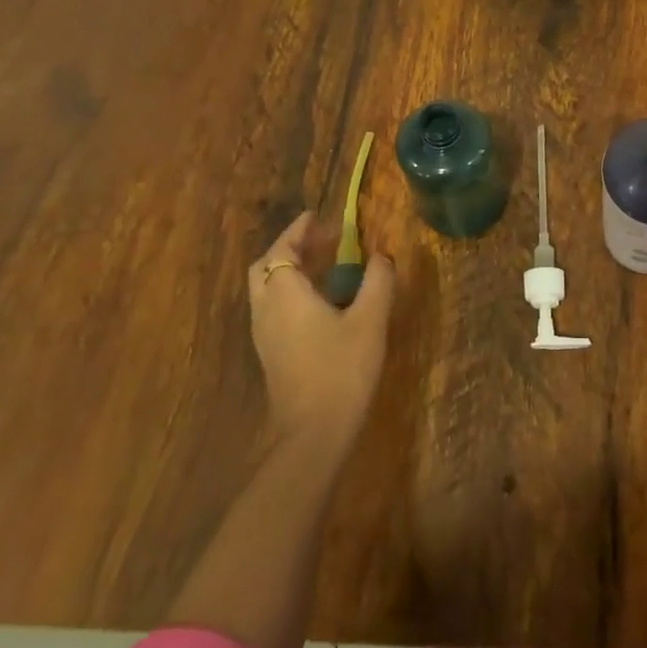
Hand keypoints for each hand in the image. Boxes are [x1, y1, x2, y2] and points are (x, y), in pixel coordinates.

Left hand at [247, 212, 394, 455]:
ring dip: (289, 270)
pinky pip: (273, 308)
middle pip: (266, 267)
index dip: (298, 231)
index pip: (282, 249)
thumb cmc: (341, 368)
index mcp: (286, 293)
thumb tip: (382, 256)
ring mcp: (264, 334)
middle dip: (289, 248)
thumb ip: (377, 282)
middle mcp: (266, 308)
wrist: (313, 431)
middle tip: (320, 239)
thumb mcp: (370, 320)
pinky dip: (290, 291)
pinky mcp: (271, 353)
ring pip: (267, 289)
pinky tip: (320, 302)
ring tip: (323, 264)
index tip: (316, 216)